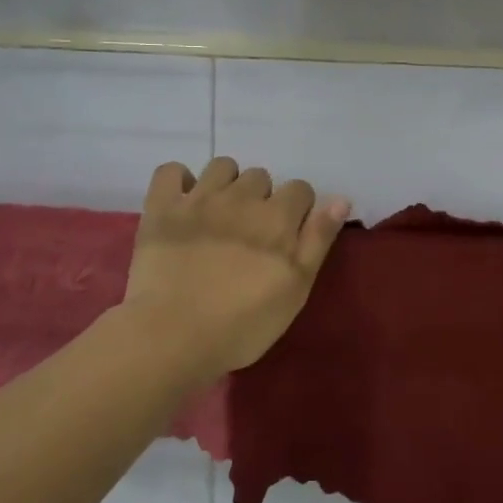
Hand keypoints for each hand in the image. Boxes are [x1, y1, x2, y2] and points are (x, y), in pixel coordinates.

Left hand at [121, 158, 350, 383]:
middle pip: (260, 176)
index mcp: (277, 217)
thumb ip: (318, 240)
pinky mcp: (162, 208)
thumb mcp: (296, 289)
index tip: (288, 235)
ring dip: (226, 183)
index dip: (298, 209)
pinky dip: (179, 180)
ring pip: (221, 166)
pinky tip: (183, 201)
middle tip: (251, 232)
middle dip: (261, 197)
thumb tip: (341, 199)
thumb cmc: (243, 323)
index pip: (300, 189)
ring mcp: (198, 199)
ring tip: (220, 214)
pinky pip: (171, 171)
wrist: (173, 335)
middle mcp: (241, 197)